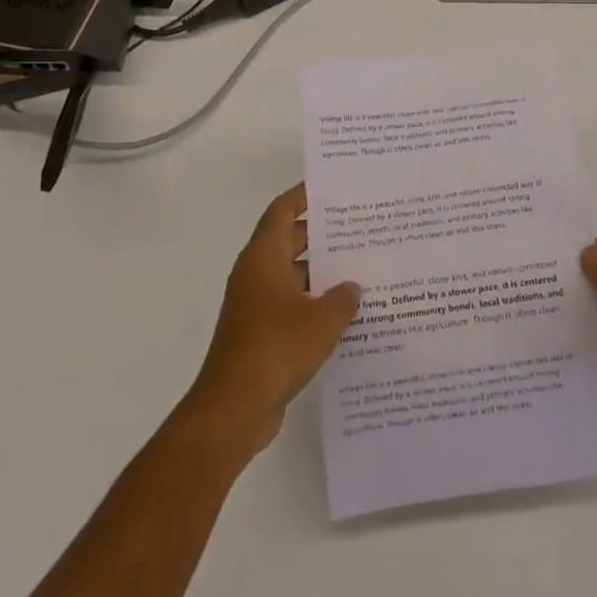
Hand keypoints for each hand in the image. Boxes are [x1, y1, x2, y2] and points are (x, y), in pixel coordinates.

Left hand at [186, 183, 361, 459]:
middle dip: (321, 234)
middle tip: (359, 227)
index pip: (282, 211)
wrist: (234, 409)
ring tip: (361, 267)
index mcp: (263, 258)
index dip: (303, 195)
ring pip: (292, 276)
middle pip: (289, 241)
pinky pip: (292, 306)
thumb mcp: (322, 320)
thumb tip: (353, 287)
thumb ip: (343, 298)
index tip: (331, 187)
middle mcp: (256, 275)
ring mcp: (255, 306)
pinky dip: (314, 304)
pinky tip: (346, 313)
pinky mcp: (260, 334)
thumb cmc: (277, 348)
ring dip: (321, 272)